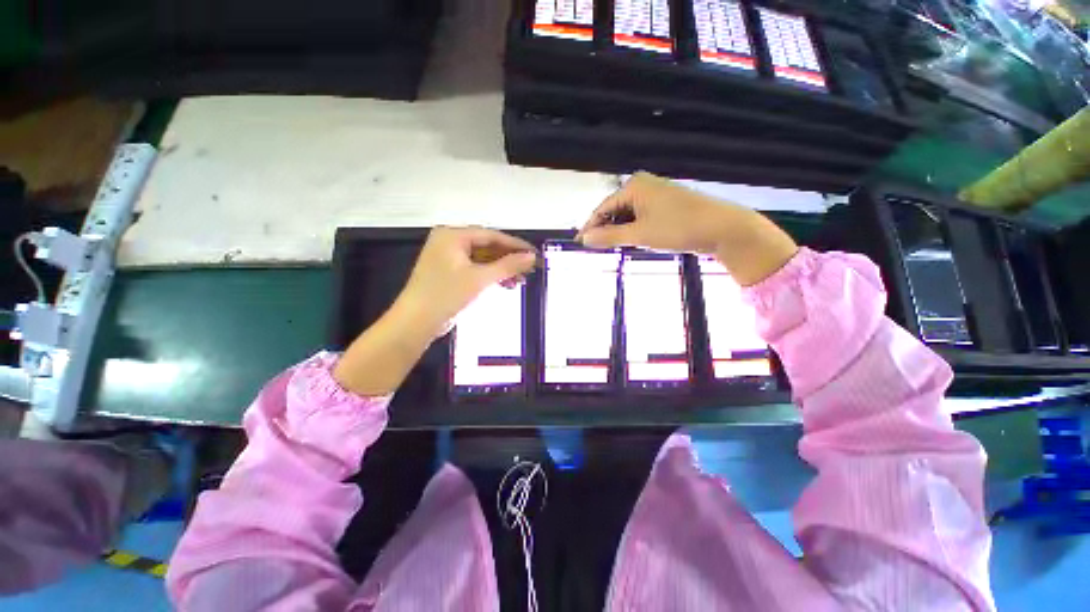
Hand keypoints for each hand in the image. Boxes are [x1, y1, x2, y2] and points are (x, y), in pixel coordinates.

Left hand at [334, 226, 536, 396]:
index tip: (534, 253)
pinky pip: (476, 269)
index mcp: (452, 235)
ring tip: (521, 280)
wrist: (416, 323)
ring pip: (483, 259)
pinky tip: (506, 284)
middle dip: (509, 259)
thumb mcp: (479, 279)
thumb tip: (532, 257)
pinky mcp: (450, 273)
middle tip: (530, 268)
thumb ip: (508, 266)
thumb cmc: (445, 295)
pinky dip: (491, 276)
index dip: (515, 245)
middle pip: (487, 246)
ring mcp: (449, 258)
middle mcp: (449, 242)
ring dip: (502, 269)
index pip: (491, 235)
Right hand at [577, 173, 797, 285]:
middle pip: (614, 210)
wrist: (722, 228)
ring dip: (620, 231)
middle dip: (606, 229)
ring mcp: (655, 194)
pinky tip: (632, 241)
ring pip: (627, 215)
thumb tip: (584, 239)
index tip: (579, 244)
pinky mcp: (664, 204)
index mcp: (634, 186)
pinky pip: (640, 217)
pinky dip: (633, 229)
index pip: (603, 208)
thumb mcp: (639, 234)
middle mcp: (642, 185)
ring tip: (613, 248)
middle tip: (596, 249)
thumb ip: (609, 236)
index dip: (590, 227)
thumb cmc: (677, 227)